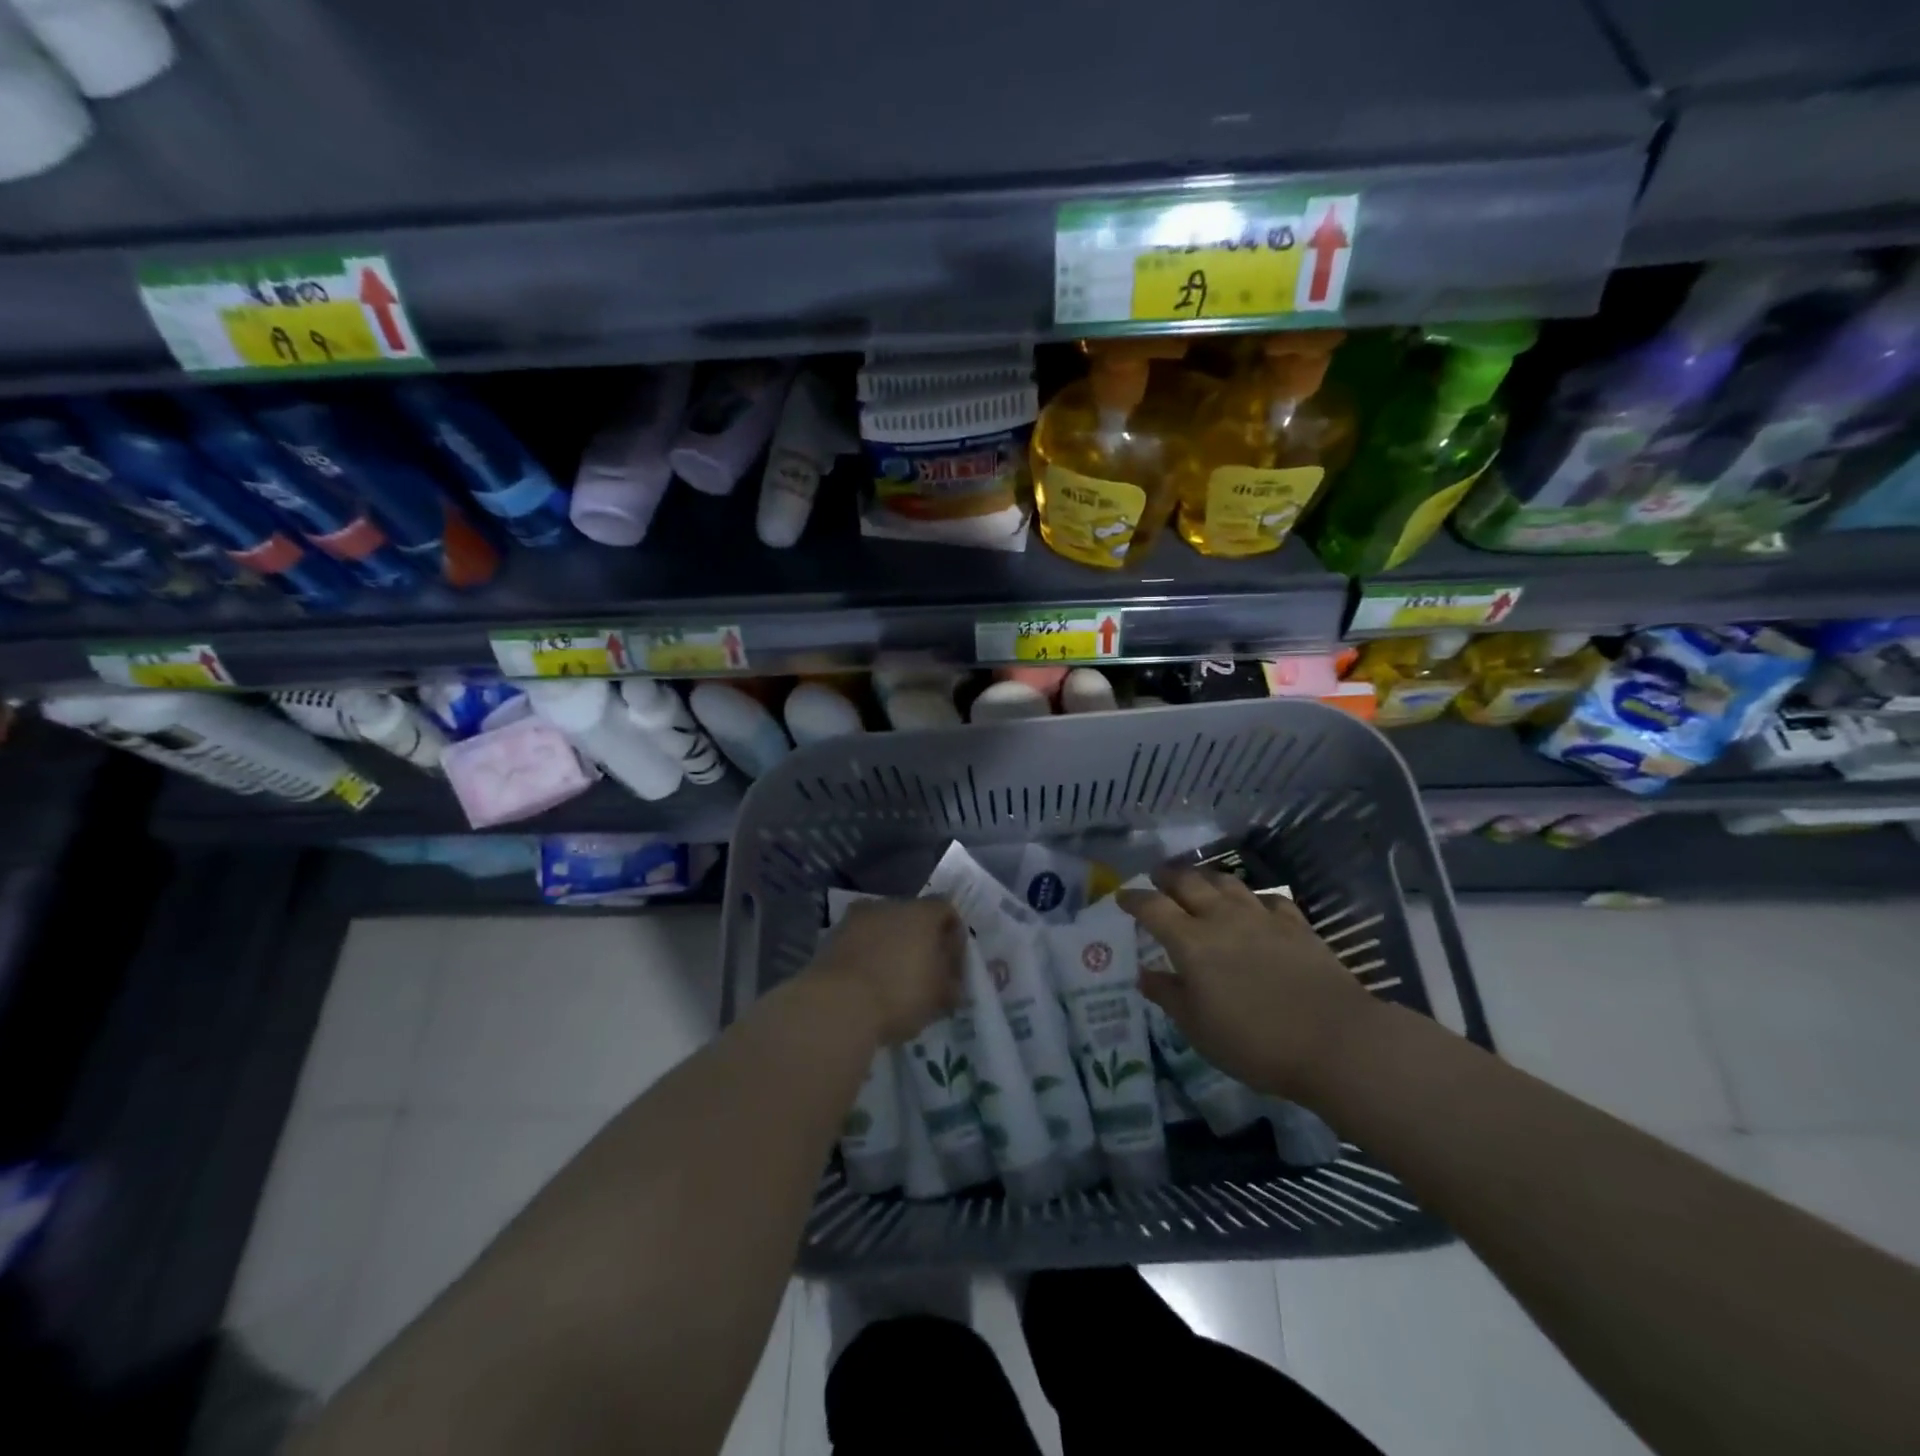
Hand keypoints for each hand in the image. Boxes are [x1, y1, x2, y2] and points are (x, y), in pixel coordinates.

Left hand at [810, 897, 964, 1046]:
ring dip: (889, 946)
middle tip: (922, 972)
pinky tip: (866, 982)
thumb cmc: (900, 994)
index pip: (946, 910)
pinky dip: (865, 955)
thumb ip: (951, 982)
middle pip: (912, 916)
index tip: (952, 964)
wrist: (836, 1005)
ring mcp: (856, 917)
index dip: (953, 935)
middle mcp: (889, 904)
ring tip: (890, 979)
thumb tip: (952, 979)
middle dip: (919, 940)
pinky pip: (858, 941)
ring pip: (881, 927)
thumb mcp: (939, 996)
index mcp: (922, 912)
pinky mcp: (831, 936)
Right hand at [1118, 868, 1378, 1099]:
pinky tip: (1254, 906)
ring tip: (1200, 881)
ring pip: (1227, 883)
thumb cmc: (1254, 1042)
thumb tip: (1144, 975)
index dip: (1134, 899)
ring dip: (1207, 878)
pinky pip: (1268, 899)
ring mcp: (1262, 917)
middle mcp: (1222, 918)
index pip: (1153, 907)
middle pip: (1189, 882)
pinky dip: (1253, 898)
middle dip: (1168, 876)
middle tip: (1157, 876)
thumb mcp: (1198, 1029)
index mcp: (1191, 942)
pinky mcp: (1296, 925)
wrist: (1334, 1040)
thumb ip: (1168, 996)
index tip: (1122, 896)